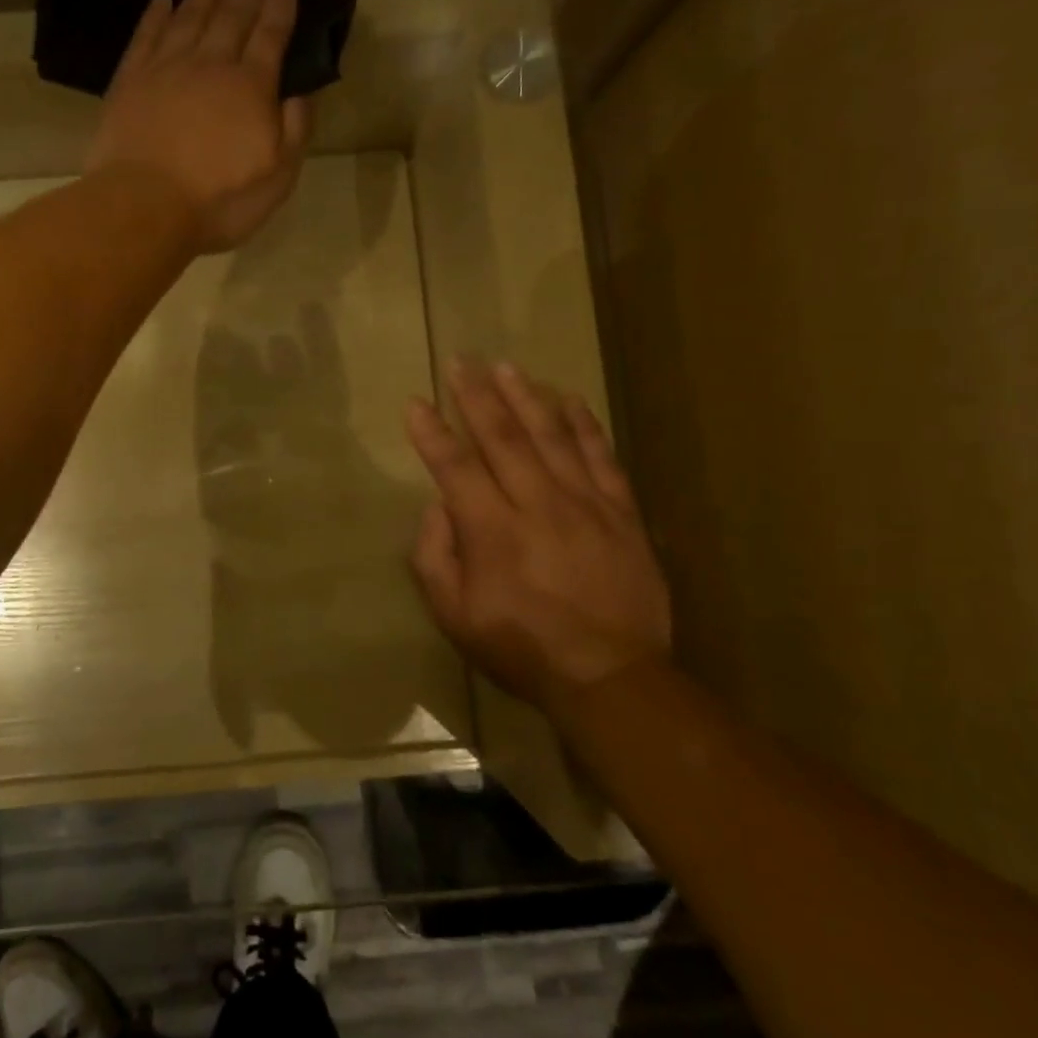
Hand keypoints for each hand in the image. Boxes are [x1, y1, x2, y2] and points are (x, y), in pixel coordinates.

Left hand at [89, 0, 311, 253]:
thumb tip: (301, 96)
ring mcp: (166, 69)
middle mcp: (210, 64)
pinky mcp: (130, 81)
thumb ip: (294, 132)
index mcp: (251, 87)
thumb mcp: (277, 178)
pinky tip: (162, 0)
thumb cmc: (218, 200)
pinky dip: (155, 15)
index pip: (270, 35)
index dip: (280, 5)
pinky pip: (146, 37)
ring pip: (190, 15)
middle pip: (232, 14)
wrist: (145, 206)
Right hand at [405, 358, 671, 705]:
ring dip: (524, 397)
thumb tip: (438, 507)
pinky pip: (600, 456)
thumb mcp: (454, 615)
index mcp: (491, 530)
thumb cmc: (521, 647)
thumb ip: (434, 556)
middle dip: (476, 396)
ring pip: (550, 436)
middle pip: (501, 437)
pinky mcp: (620, 512)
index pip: (454, 466)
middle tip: (460, 362)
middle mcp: (536, 504)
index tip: (416, 402)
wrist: (610, 675)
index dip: (431, 432)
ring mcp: (583, 503)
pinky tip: (569, 399)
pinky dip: (584, 425)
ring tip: (505, 367)